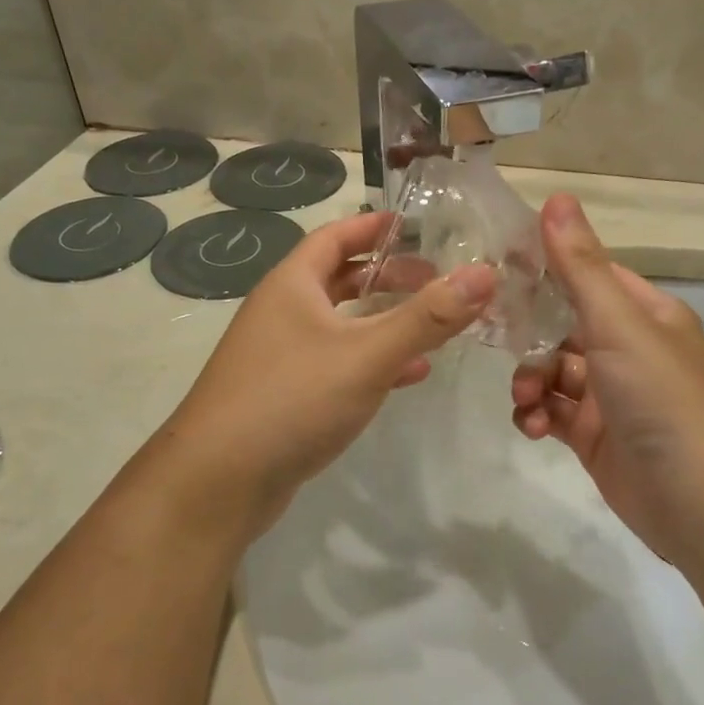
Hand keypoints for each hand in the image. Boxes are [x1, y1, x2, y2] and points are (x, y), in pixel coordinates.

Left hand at [157, 211, 495, 536]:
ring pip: (341, 325)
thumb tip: (485, 274)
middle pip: (341, 279)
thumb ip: (427, 317)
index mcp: (292, 284)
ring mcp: (280, 355)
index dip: (375, 226)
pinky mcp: (285, 394)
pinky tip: (407, 375)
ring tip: (434, 325)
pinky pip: (337, 364)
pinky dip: (371, 362)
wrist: (218, 480)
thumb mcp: (367, 354)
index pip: (336, 236)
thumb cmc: (291, 399)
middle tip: (436, 279)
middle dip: (389, 276)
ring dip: (384, 321)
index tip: (416, 224)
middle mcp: (282, 312)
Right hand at [510, 195, 703, 567]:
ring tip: (526, 402)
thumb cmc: (662, 399)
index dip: (544, 269)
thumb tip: (556, 196)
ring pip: (552, 372)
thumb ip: (580, 266)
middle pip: (561, 326)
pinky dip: (537, 416)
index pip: (587, 275)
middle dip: (529, 337)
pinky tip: (533, 427)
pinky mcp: (595, 437)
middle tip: (496, 341)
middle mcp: (628, 349)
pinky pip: (554, 413)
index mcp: (643, 314)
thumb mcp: (619, 325)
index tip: (495, 269)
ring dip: (530, 382)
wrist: (700, 501)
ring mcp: (611, 395)